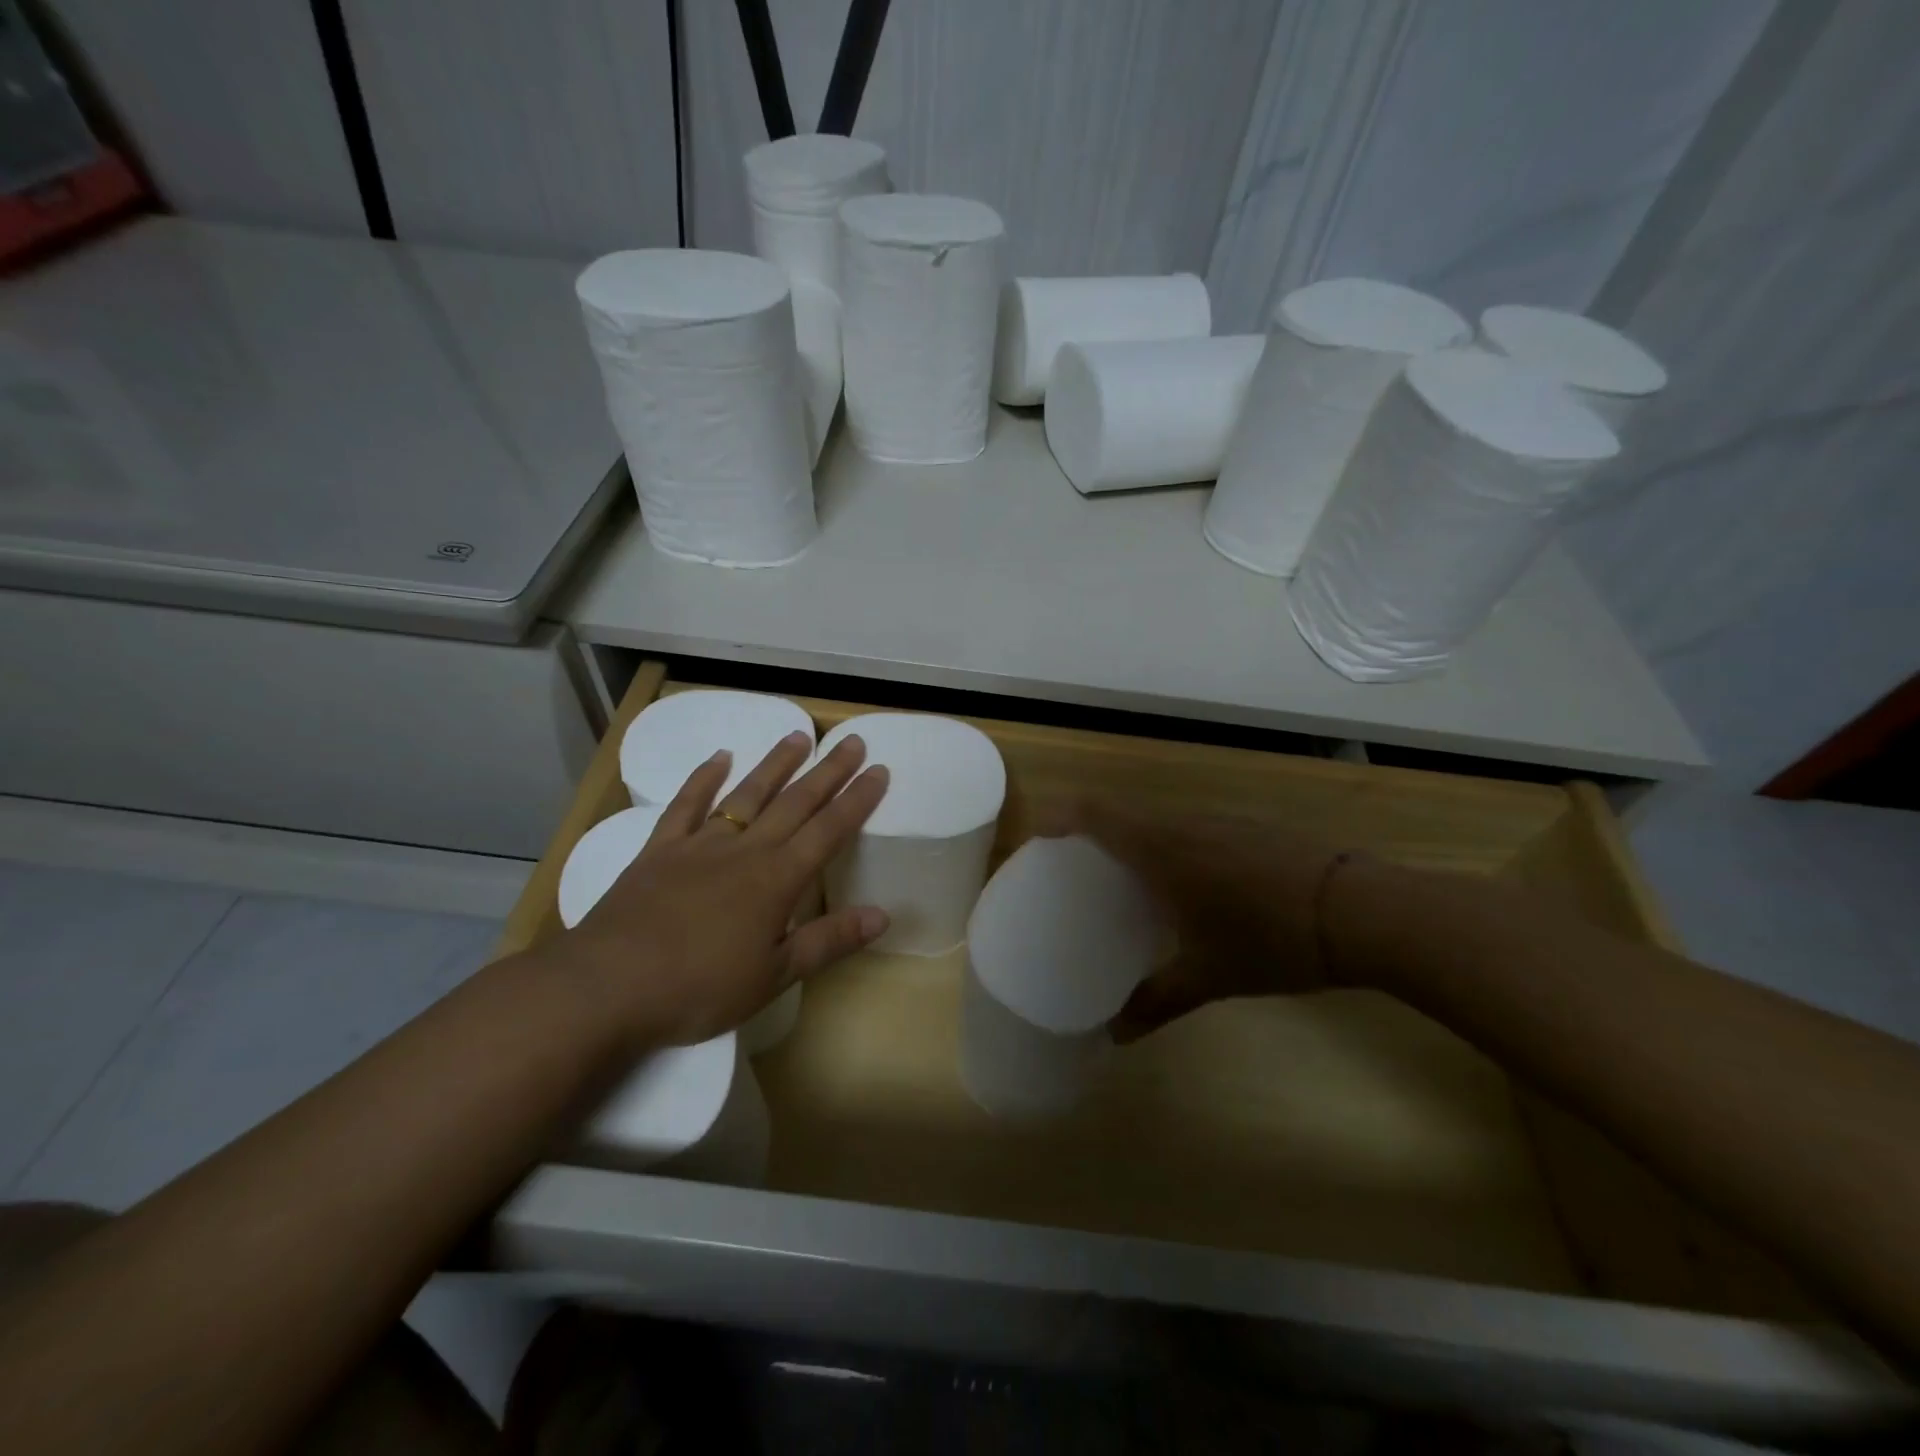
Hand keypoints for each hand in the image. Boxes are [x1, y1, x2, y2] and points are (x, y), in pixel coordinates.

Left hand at [553, 731, 889, 1046]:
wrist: (608, 985)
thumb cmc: (699, 988)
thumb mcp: (773, 975)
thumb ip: (829, 941)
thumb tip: (883, 915)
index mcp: (777, 879)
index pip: (828, 830)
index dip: (857, 801)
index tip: (879, 771)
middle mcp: (745, 850)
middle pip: (795, 802)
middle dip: (828, 772)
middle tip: (853, 742)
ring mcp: (700, 844)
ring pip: (747, 794)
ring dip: (775, 765)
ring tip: (799, 737)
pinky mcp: (661, 849)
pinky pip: (686, 805)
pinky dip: (703, 779)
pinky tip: (719, 758)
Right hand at [1056, 800, 1348, 1042]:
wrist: (1359, 910)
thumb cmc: (1270, 939)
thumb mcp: (1209, 977)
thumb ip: (1156, 1001)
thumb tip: (1115, 1036)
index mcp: (1161, 849)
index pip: (1096, 814)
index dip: (1062, 816)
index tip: (1039, 836)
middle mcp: (1184, 824)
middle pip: (1123, 812)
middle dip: (1093, 831)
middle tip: (1077, 867)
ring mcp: (1221, 821)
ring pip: (1160, 819)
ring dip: (1135, 838)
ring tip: (1126, 877)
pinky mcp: (1249, 827)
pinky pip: (1191, 827)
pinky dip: (1170, 844)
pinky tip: (1186, 882)